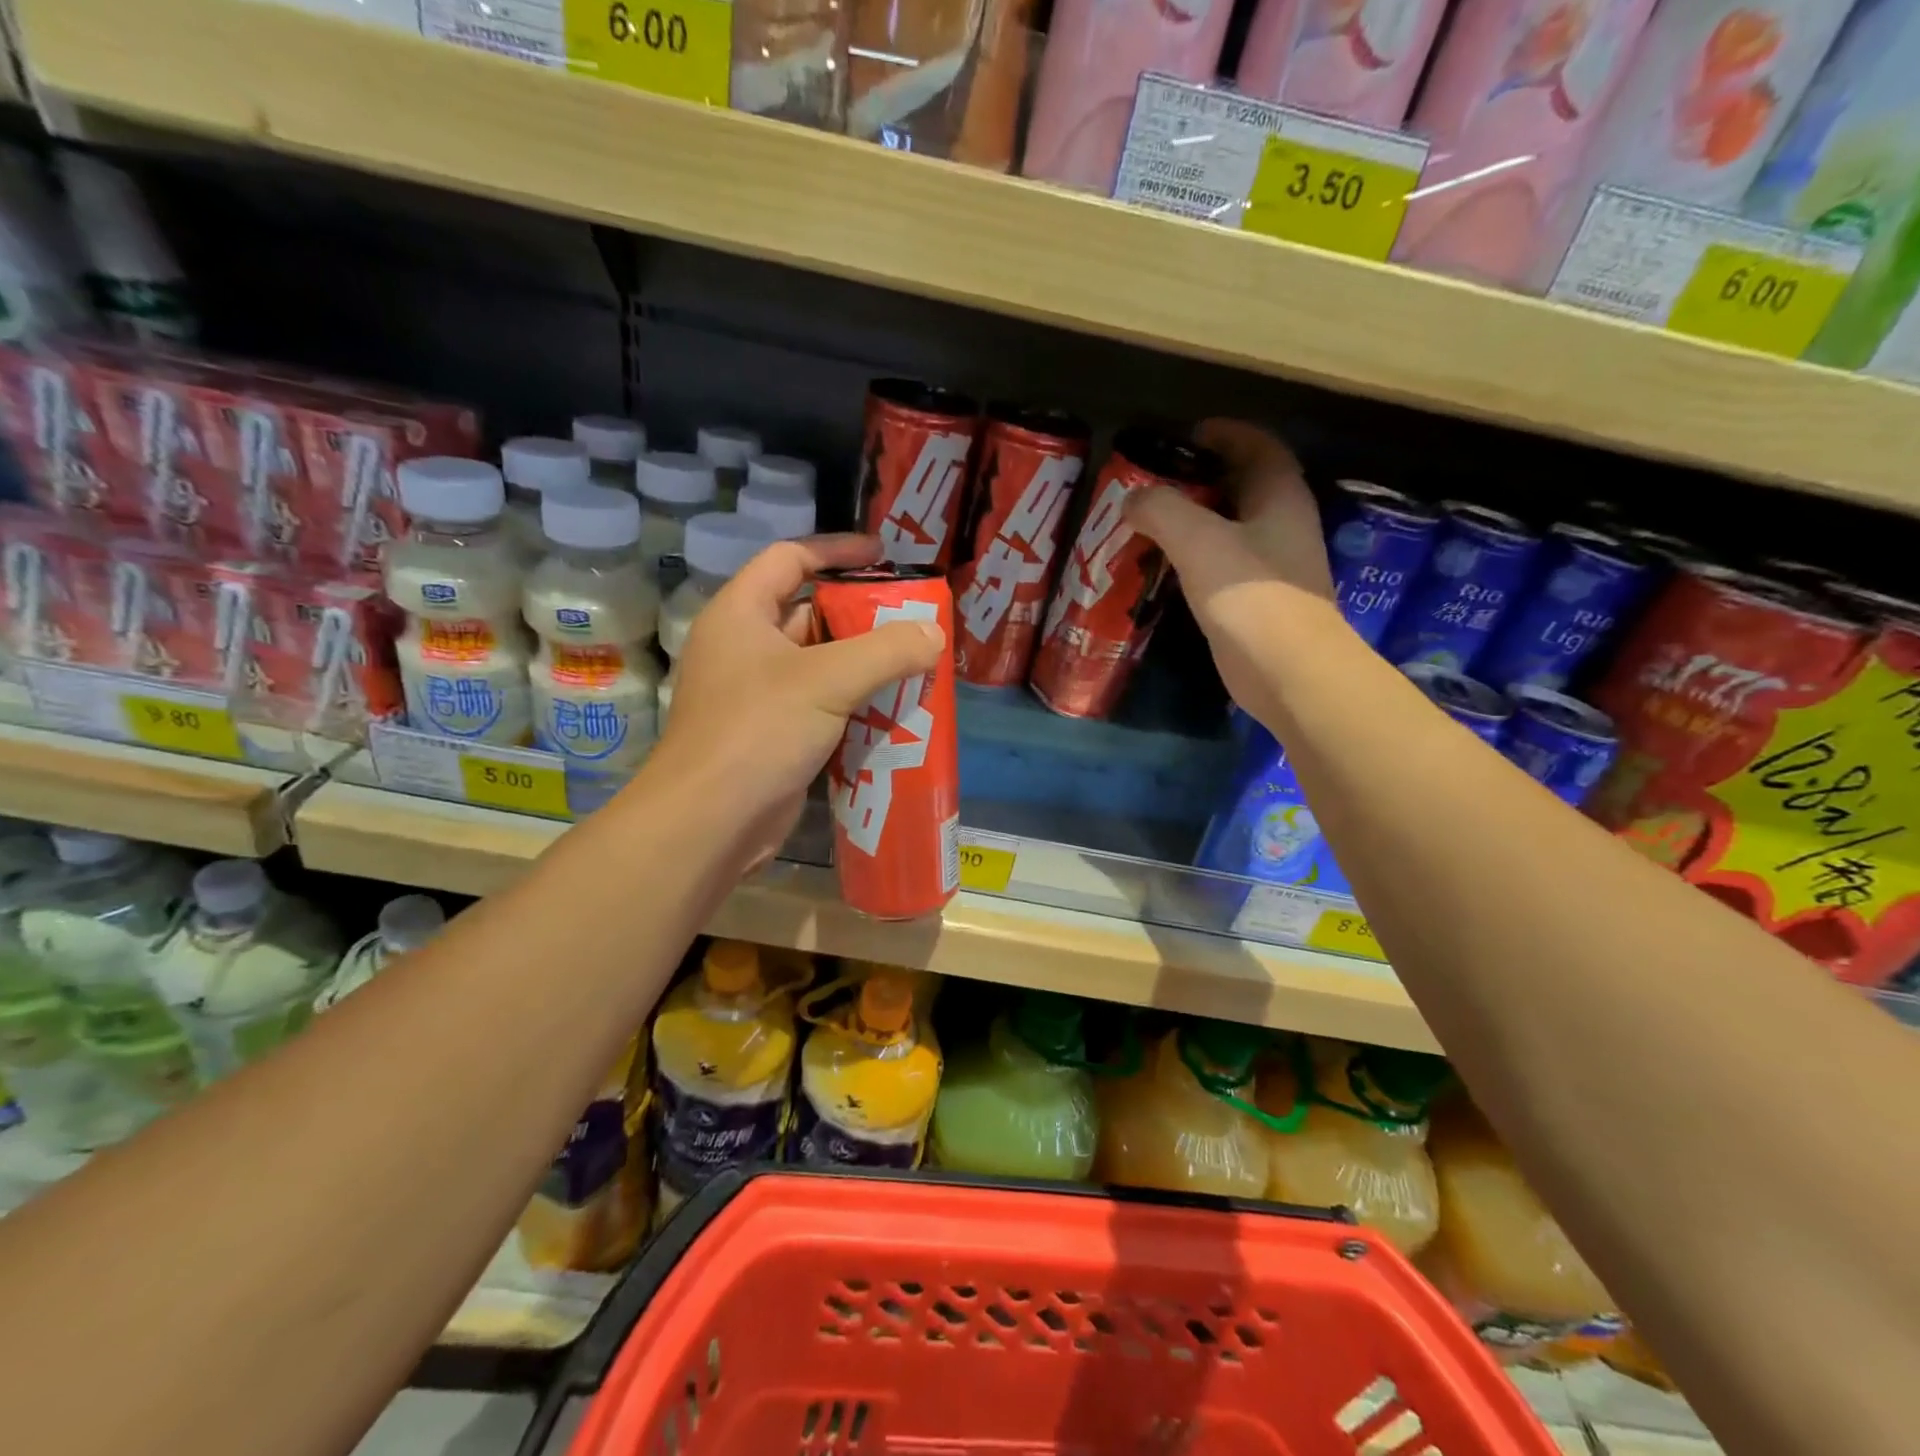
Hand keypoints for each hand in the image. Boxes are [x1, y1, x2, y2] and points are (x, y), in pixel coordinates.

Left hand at [646, 533, 943, 870]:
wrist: (710, 822)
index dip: (836, 550)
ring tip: (915, 661)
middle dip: (861, 614)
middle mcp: (745, 647)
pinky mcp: (772, 734)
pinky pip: (820, 704)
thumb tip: (934, 633)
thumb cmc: (758, 731)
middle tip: (912, 618)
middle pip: (809, 612)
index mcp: (741, 614)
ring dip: (863, 663)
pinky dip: (853, 702)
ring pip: (818, 663)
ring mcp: (757, 694)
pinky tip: (893, 710)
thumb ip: (886, 651)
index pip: (789, 558)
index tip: (883, 555)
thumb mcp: (827, 680)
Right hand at [1124, 420, 1336, 725]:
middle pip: (1242, 486)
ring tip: (1150, 522)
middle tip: (1155, 482)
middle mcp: (1282, 524)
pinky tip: (1164, 568)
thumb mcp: (1198, 541)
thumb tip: (1131, 498)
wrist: (1286, 670)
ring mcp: (1272, 565)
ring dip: (1195, 521)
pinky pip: (1222, 564)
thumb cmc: (1250, 595)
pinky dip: (1194, 557)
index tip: (1186, 435)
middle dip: (1201, 478)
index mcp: (1279, 496)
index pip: (1258, 446)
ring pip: (1230, 527)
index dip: (1225, 433)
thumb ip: (1162, 510)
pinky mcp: (1256, 601)